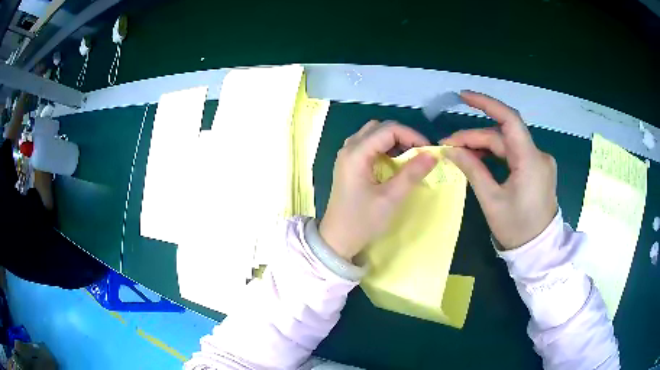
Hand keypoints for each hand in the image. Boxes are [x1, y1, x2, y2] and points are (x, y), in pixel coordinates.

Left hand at [319, 121, 436, 260]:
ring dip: (392, 141)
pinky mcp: (348, 165)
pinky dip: (383, 148)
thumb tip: (433, 155)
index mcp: (356, 154)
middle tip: (419, 152)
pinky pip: (368, 145)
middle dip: (402, 135)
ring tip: (409, 156)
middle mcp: (349, 149)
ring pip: (372, 134)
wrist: (337, 239)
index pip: (388, 130)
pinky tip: (394, 162)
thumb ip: (412, 174)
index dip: (412, 135)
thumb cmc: (362, 221)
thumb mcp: (391, 198)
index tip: (428, 150)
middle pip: (379, 128)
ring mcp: (346, 156)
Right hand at [442, 91, 557, 249]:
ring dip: (484, 146)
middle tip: (449, 146)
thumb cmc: (516, 229)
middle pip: (503, 135)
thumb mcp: (491, 200)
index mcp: (530, 160)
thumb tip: (450, 150)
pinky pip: (514, 154)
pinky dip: (496, 154)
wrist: (538, 250)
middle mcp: (538, 155)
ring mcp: (539, 161)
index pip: (509, 120)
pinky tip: (480, 159)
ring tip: (460, 152)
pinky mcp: (537, 169)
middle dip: (475, 137)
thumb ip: (472, 169)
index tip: (463, 97)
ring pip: (508, 144)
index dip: (486, 104)